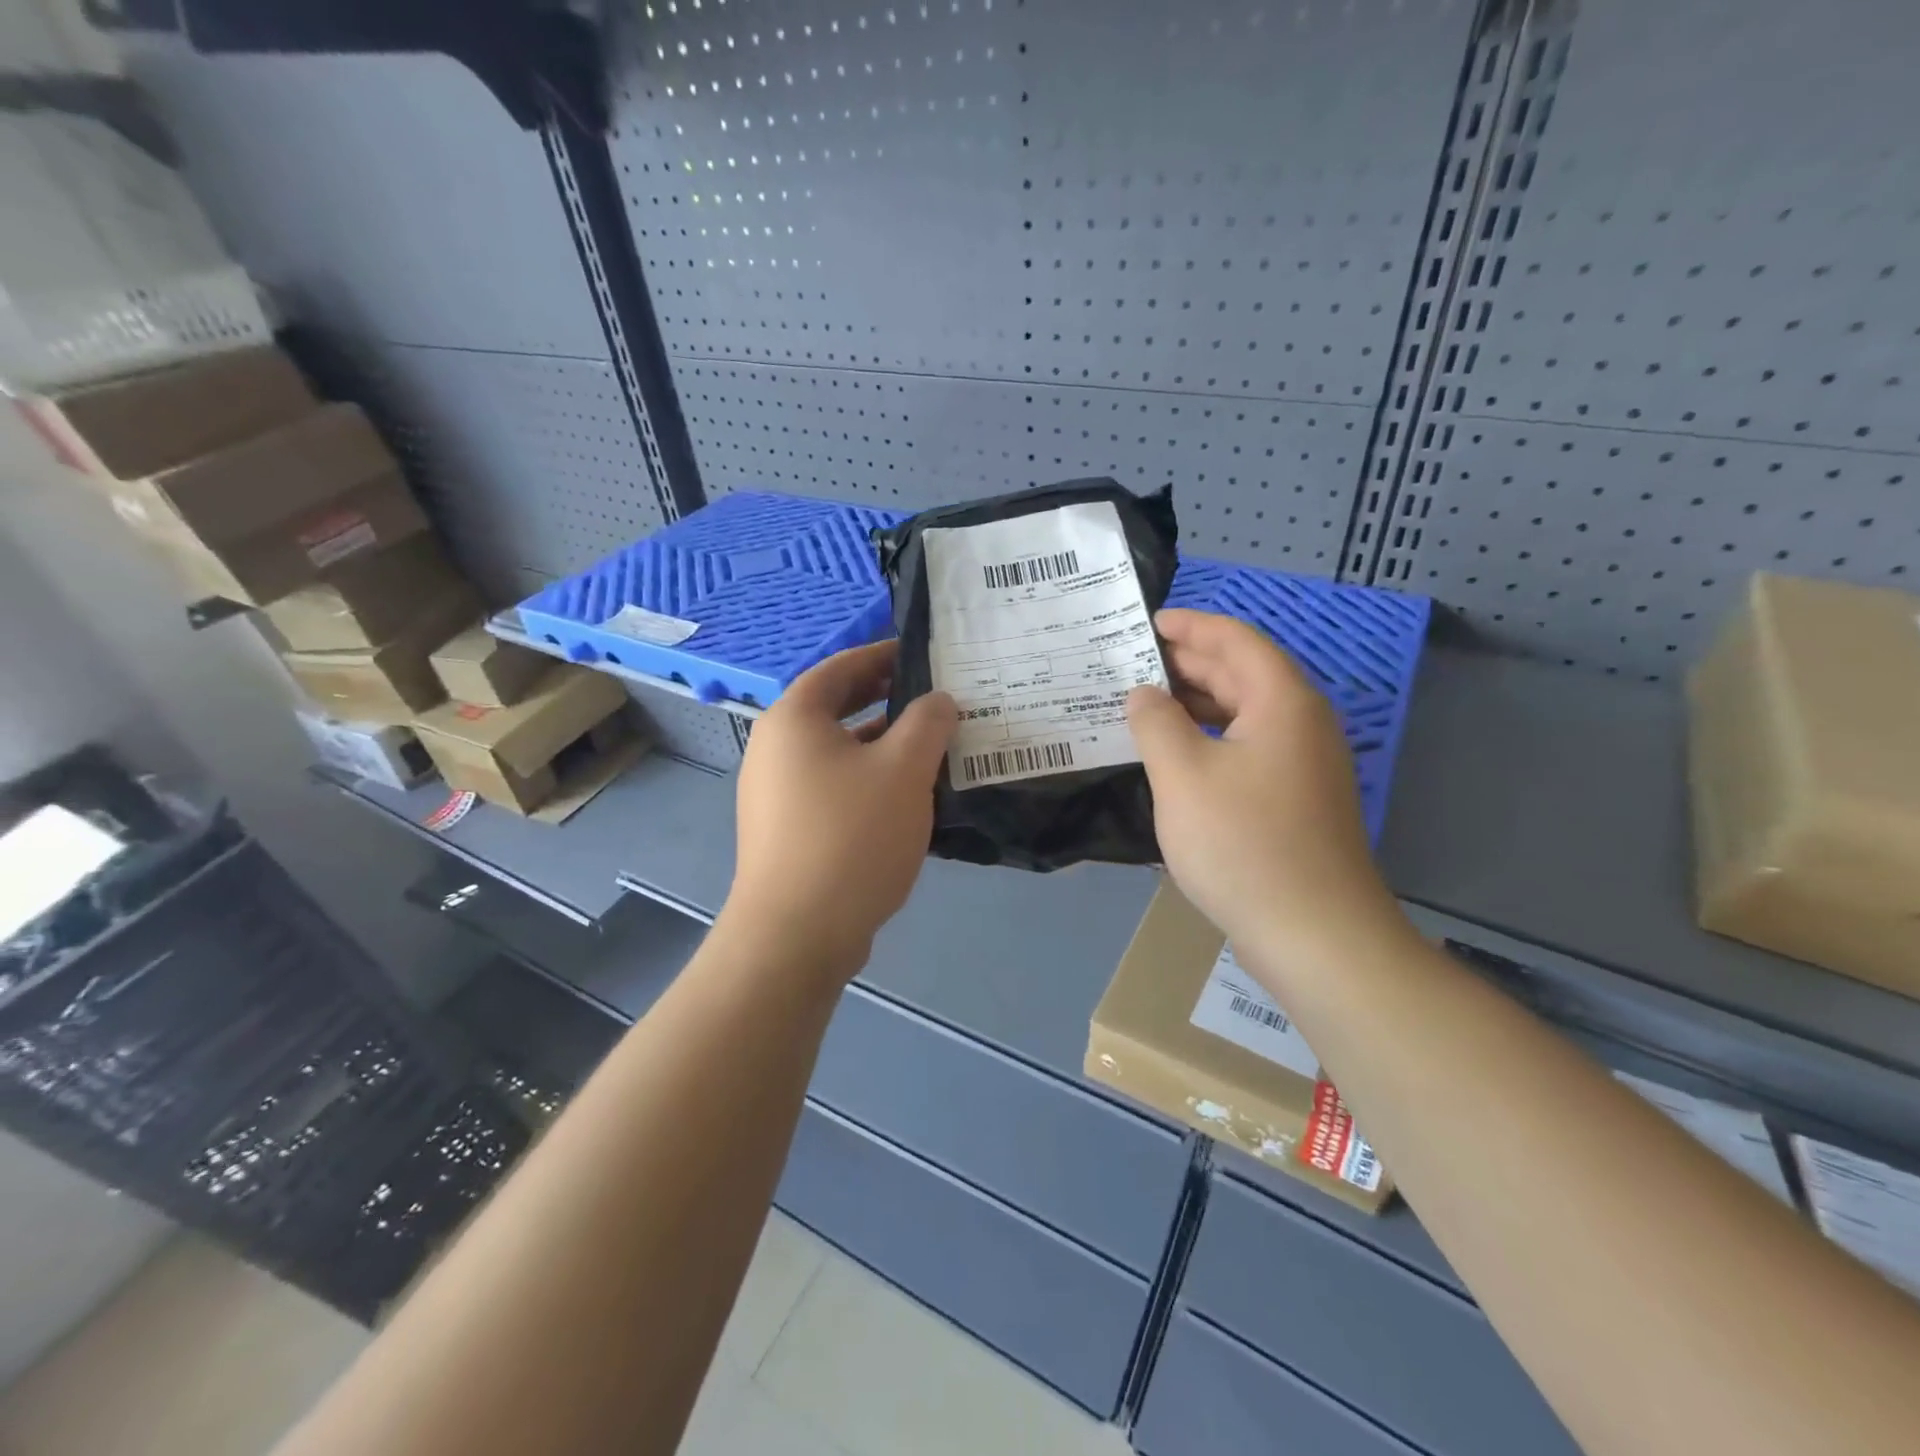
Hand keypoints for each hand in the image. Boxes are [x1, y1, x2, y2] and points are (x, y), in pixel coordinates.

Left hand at [724, 642, 956, 979]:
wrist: (797, 933)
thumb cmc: (851, 835)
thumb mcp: (904, 769)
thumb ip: (927, 723)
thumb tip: (939, 701)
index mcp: (794, 719)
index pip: (841, 667)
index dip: (883, 655)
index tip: (922, 655)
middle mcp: (775, 749)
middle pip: (835, 708)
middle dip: (885, 699)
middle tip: (933, 697)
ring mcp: (775, 794)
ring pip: (837, 752)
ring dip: (881, 744)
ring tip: (930, 747)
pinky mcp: (786, 831)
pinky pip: (832, 787)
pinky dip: (867, 780)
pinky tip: (905, 798)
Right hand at [1127, 609, 1404, 968]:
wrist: (1316, 934)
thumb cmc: (1243, 843)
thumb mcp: (1182, 775)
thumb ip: (1156, 722)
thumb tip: (1143, 694)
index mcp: (1282, 701)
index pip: (1235, 640)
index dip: (1190, 625)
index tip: (1147, 622)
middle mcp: (1301, 723)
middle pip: (1242, 673)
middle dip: (1188, 663)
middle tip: (1132, 663)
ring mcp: (1303, 764)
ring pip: (1244, 714)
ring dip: (1195, 704)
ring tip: (1143, 705)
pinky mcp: (1296, 799)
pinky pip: (1247, 748)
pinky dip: (1209, 739)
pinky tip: (1175, 756)